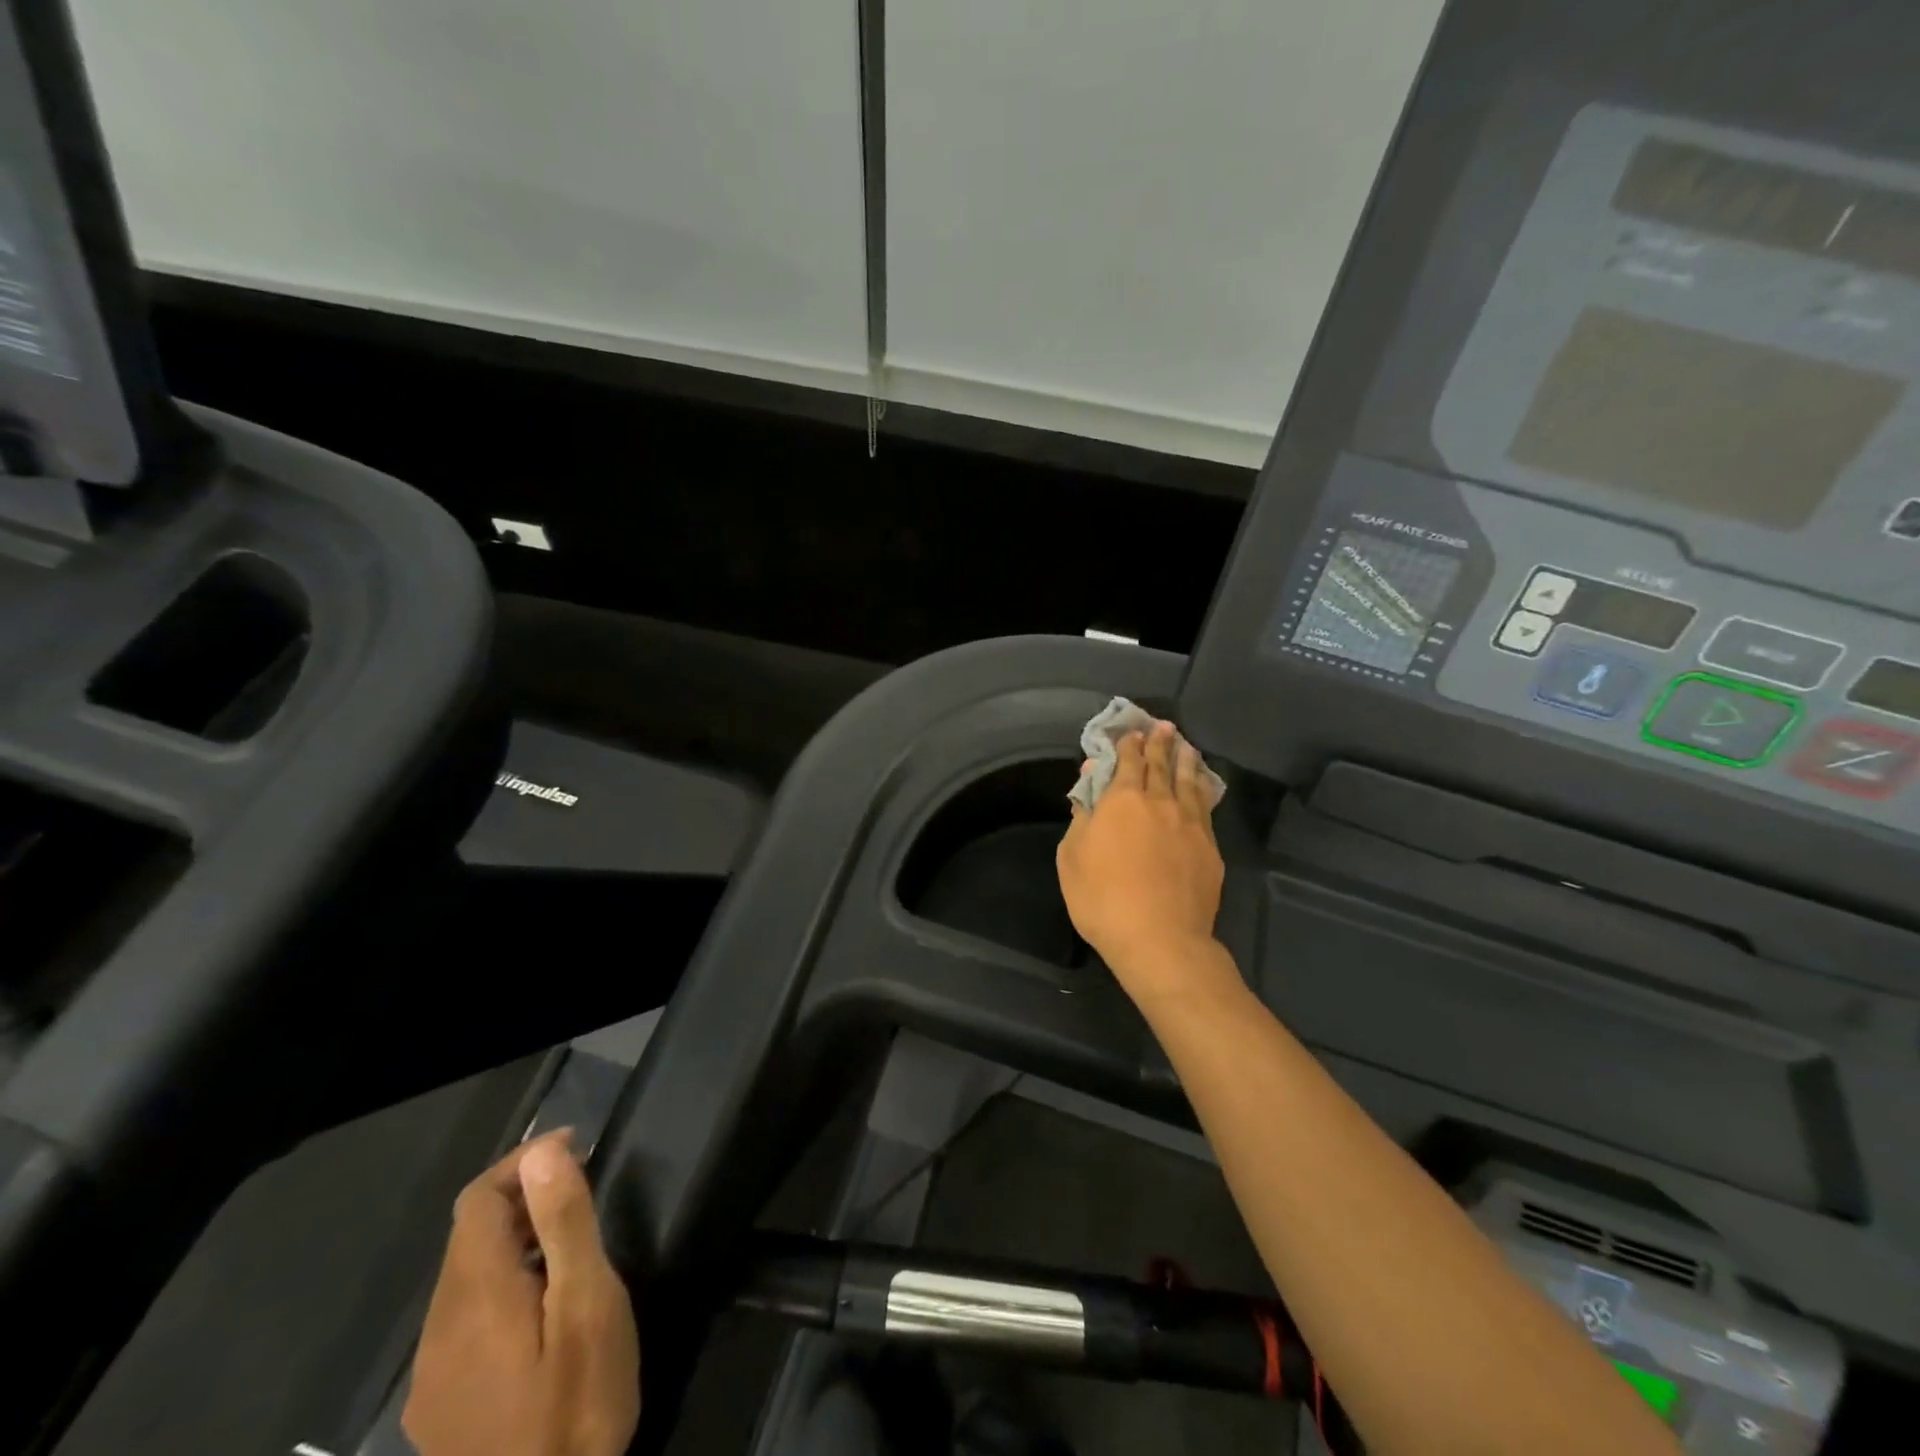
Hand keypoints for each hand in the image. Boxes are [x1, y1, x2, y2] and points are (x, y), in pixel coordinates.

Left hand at [404, 1130, 640, 1455]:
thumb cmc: (577, 1404)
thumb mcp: (587, 1305)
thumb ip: (564, 1224)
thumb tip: (545, 1153)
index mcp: (476, 1296)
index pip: (478, 1200)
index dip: (522, 1161)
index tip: (577, 1148)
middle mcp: (440, 1328)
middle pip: (467, 1236)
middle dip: (519, 1196)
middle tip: (580, 1187)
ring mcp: (433, 1373)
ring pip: (463, 1276)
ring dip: (511, 1240)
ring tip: (567, 1240)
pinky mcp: (440, 1405)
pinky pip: (462, 1317)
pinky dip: (500, 1283)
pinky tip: (539, 1307)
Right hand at [1057, 721, 1227, 1001]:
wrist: (1159, 939)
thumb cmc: (1102, 898)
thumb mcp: (1072, 856)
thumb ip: (1082, 814)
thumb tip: (1091, 779)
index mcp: (1123, 800)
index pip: (1128, 761)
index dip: (1129, 745)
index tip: (1132, 732)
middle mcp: (1160, 802)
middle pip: (1162, 765)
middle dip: (1160, 743)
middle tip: (1164, 727)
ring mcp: (1190, 824)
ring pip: (1189, 782)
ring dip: (1186, 760)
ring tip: (1186, 746)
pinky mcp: (1210, 848)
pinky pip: (1206, 807)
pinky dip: (1203, 789)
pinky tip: (1202, 786)